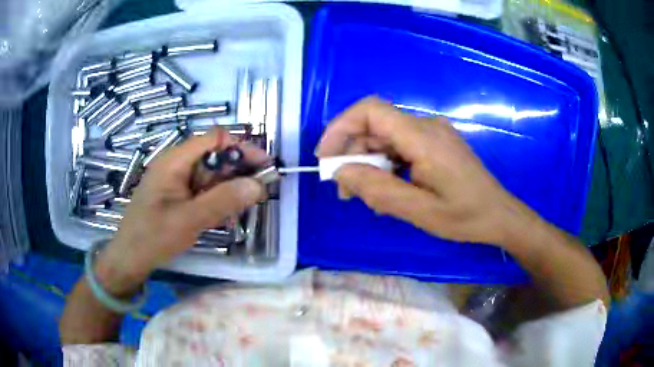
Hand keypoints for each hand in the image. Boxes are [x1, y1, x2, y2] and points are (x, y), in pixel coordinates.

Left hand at [98, 128, 266, 288]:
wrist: (129, 258)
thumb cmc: (153, 236)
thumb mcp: (190, 219)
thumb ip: (224, 200)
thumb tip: (258, 185)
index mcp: (175, 160)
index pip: (215, 139)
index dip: (241, 148)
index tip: (263, 166)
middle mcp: (176, 164)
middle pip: (214, 156)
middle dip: (238, 172)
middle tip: (257, 194)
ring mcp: (176, 179)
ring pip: (211, 175)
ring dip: (228, 189)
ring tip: (240, 211)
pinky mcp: (176, 194)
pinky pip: (202, 190)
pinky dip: (216, 200)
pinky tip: (223, 217)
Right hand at [317, 97, 535, 245]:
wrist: (500, 215)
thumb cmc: (465, 217)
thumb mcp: (419, 211)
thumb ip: (378, 190)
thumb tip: (341, 172)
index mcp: (424, 138)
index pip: (371, 111)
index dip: (341, 127)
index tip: (326, 158)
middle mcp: (427, 126)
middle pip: (375, 126)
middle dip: (352, 154)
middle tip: (345, 191)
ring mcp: (432, 134)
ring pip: (385, 137)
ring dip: (368, 162)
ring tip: (366, 196)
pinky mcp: (435, 143)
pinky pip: (400, 146)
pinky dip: (385, 164)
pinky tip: (387, 188)